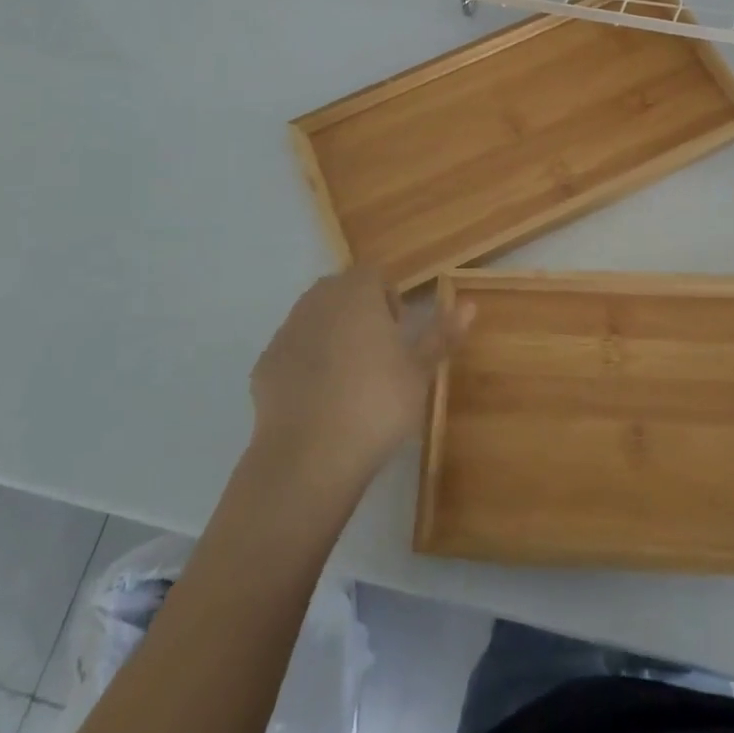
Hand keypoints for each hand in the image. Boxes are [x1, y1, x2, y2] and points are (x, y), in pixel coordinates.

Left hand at [249, 267, 469, 488]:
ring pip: (314, 318)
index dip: (389, 298)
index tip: (399, 332)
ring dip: (332, 334)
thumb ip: (442, 334)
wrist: (309, 457)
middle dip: (359, 312)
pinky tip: (318, 399)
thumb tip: (468, 304)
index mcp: (357, 292)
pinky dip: (305, 363)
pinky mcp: (264, 364)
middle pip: (341, 291)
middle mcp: (318, 300)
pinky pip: (292, 351)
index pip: (374, 274)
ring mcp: (286, 331)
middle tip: (378, 353)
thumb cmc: (376, 403)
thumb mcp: (419, 371)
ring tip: (349, 376)